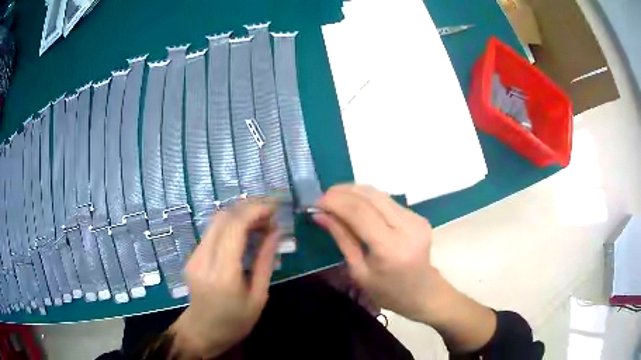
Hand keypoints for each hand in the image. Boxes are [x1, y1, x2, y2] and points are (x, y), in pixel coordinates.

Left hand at [170, 200, 279, 357]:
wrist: (203, 332)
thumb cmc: (236, 322)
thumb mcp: (258, 296)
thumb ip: (265, 261)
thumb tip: (276, 231)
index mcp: (223, 275)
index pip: (234, 228)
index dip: (254, 211)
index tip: (274, 207)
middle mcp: (203, 260)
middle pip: (222, 218)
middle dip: (247, 208)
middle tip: (270, 212)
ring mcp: (193, 256)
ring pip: (215, 221)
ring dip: (239, 215)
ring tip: (262, 220)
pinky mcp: (192, 256)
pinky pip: (212, 231)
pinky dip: (230, 225)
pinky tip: (245, 231)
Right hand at [315, 185, 496, 352]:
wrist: (424, 293)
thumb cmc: (388, 292)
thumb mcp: (359, 272)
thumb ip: (342, 239)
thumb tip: (321, 215)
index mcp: (391, 248)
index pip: (360, 213)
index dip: (336, 202)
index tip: (316, 202)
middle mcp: (407, 227)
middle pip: (371, 196)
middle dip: (343, 192)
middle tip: (323, 197)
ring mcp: (416, 219)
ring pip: (380, 194)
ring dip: (354, 192)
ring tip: (335, 198)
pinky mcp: (418, 216)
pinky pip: (388, 201)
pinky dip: (368, 199)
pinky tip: (355, 205)